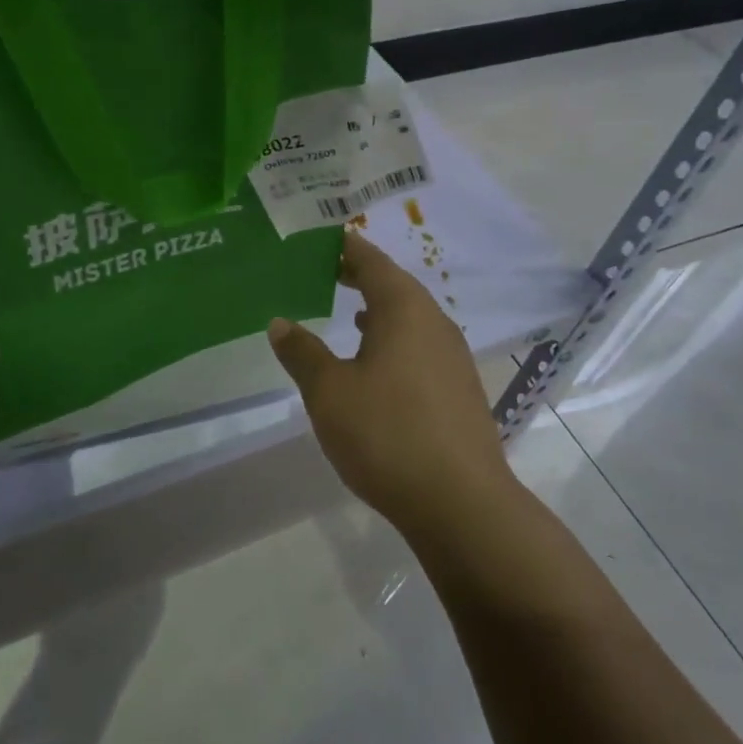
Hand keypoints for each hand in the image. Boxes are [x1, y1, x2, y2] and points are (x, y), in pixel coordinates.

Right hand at [268, 232, 513, 539]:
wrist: (461, 504)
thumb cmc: (387, 434)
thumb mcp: (329, 392)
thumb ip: (303, 353)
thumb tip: (281, 323)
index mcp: (404, 310)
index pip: (371, 261)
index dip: (344, 247)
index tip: (319, 239)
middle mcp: (434, 323)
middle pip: (394, 285)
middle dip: (359, 275)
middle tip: (323, 271)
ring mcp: (452, 357)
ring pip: (409, 317)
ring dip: (378, 308)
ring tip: (346, 309)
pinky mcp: (459, 389)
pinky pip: (420, 345)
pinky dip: (393, 339)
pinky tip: (375, 362)